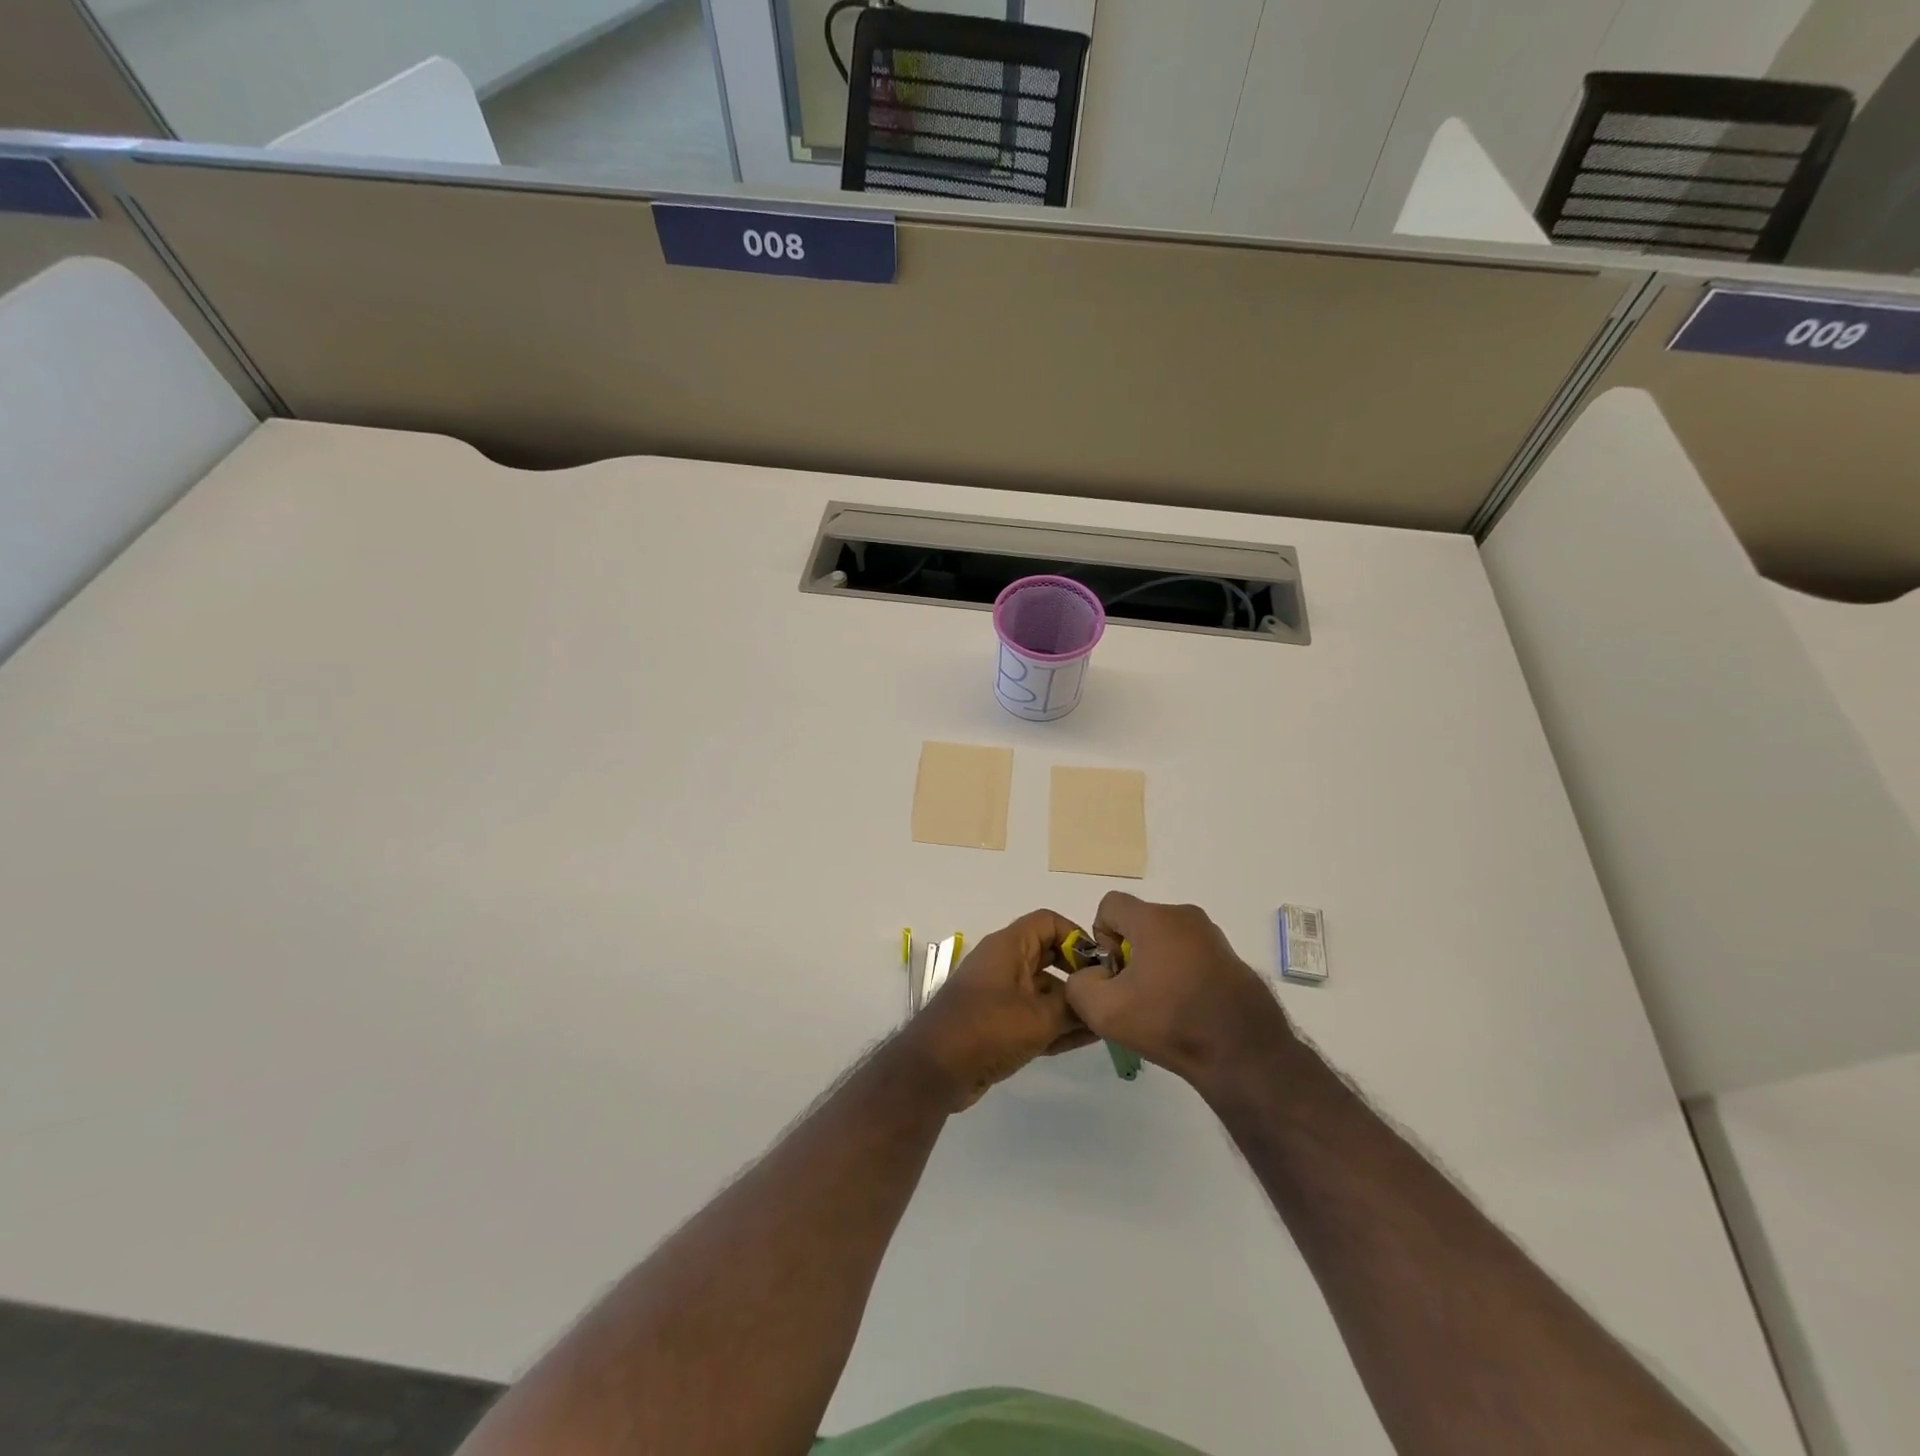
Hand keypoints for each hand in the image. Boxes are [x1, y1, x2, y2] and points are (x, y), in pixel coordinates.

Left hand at [898, 910, 1097, 1109]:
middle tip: (1110, 995)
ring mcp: (1001, 995)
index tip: (1101, 964)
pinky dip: (1058, 1024)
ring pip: (1045, 991)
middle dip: (1080, 975)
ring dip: (1073, 1005)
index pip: (1048, 923)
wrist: (935, 1070)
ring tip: (1108, 1021)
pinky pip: (1036, 1016)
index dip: (1077, 937)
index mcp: (1009, 947)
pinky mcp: (999, 1024)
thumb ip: (1073, 1006)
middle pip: (1050, 956)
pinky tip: (1089, 1039)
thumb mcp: (1039, 1017)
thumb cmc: (987, 1029)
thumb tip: (1097, 1000)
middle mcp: (1004, 964)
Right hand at [1065, 893, 1295, 1092]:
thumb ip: (1079, 984)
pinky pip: (1190, 956)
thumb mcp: (1104, 1011)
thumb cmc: (1170, 1022)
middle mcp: (1185, 916)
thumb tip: (1093, 975)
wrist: (1244, 1054)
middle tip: (1134, 996)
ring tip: (1161, 1008)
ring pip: (1165, 941)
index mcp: (1155, 918)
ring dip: (1154, 966)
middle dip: (1128, 954)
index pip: (1110, 905)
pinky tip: (1187, 1011)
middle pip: (1138, 923)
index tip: (1114, 973)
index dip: (1101, 937)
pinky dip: (1180, 976)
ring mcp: (1212, 937)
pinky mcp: (1230, 959)